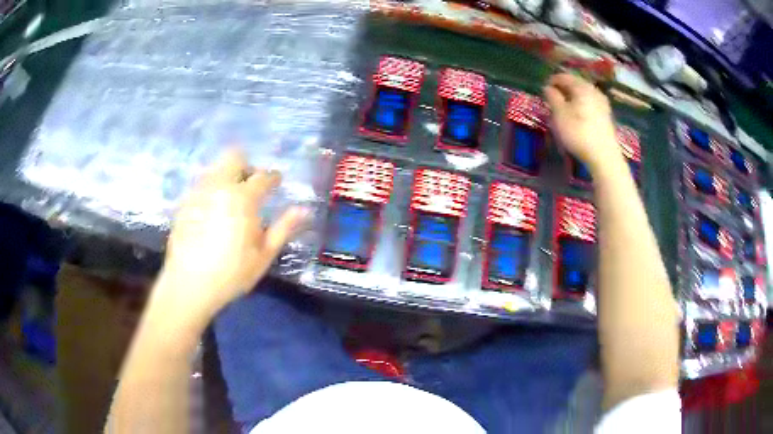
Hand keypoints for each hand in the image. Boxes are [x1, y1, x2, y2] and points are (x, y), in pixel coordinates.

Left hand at [154, 148, 307, 326]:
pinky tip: (212, 209)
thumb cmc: (232, 272)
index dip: (273, 177)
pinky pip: (201, 184)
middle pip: (234, 157)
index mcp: (243, 198)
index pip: (263, 177)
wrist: (189, 283)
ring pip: (215, 167)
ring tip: (231, 196)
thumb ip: (284, 228)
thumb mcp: (263, 255)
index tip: (277, 181)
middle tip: (251, 184)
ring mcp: (198, 192)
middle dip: (246, 165)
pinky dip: (211, 189)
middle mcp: (219, 186)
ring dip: (227, 175)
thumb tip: (303, 209)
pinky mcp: (184, 202)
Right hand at [544, 74, 621, 171]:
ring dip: (573, 98)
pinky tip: (577, 115)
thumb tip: (548, 87)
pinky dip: (581, 105)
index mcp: (581, 87)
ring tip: (564, 107)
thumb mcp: (559, 114)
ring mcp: (602, 103)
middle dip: (563, 89)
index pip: (563, 77)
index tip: (543, 89)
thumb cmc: (578, 133)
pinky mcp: (606, 116)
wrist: (604, 157)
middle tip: (553, 98)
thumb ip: (552, 97)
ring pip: (583, 94)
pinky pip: (590, 103)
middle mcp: (593, 90)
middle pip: (575, 84)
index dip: (552, 81)